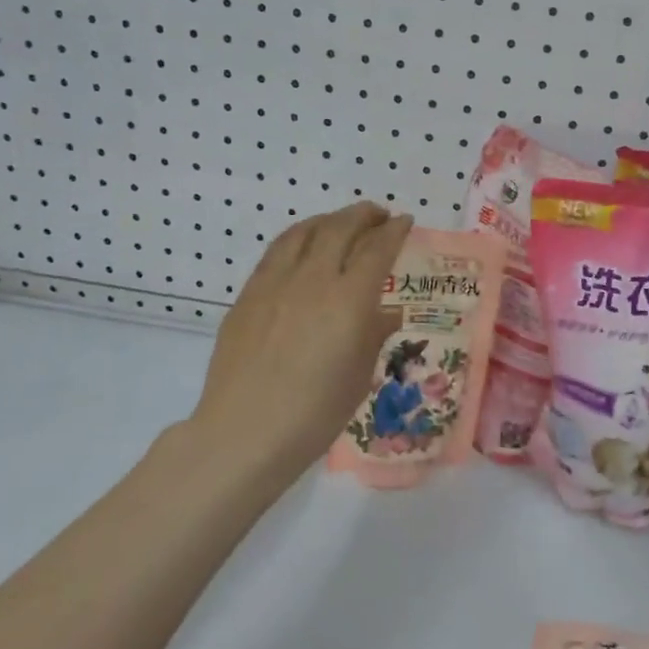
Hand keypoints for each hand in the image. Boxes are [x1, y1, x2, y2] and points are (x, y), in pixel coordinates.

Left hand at [179, 203, 411, 477]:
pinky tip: (302, 248)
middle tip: (378, 215)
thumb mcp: (359, 376)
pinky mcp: (248, 295)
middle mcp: (312, 280)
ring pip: (303, 232)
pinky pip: (276, 252)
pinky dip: (298, 238)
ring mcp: (274, 284)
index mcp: (348, 301)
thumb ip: (374, 335)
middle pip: (339, 228)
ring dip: (328, 220)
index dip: (394, 231)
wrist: (244, 433)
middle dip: (363, 215)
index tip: (404, 221)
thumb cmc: (314, 414)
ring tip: (341, 222)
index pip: (376, 249)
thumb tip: (386, 312)